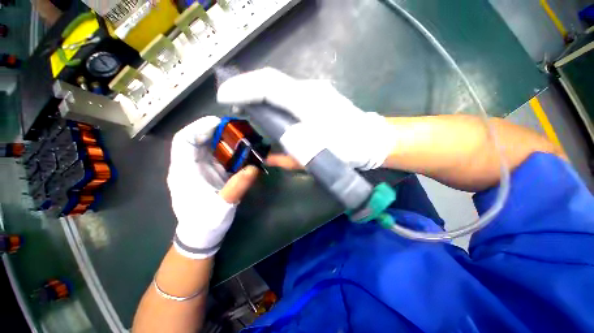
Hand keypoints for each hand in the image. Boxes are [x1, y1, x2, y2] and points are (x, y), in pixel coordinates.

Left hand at [167, 116, 258, 258]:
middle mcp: (188, 166)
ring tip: (240, 137)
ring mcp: (199, 170)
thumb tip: (254, 169)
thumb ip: (237, 186)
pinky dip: (227, 151)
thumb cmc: (206, 222)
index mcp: (184, 172)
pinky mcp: (208, 173)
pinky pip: (216, 156)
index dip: (198, 127)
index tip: (219, 123)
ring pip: (207, 147)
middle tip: (235, 129)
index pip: (183, 140)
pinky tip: (240, 151)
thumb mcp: (222, 206)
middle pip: (196, 140)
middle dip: (214, 131)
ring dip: (222, 140)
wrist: (202, 234)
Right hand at [217, 67, 396, 169]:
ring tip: (245, 104)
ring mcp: (315, 89)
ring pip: (279, 84)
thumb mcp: (315, 158)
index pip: (269, 86)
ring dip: (258, 91)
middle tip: (231, 101)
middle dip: (247, 87)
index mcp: (308, 105)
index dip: (243, 88)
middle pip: (271, 81)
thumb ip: (289, 157)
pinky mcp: (317, 94)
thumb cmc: (347, 148)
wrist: (370, 139)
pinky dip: (272, 96)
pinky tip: (267, 106)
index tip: (224, 96)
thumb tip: (269, 157)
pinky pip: (288, 91)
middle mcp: (310, 90)